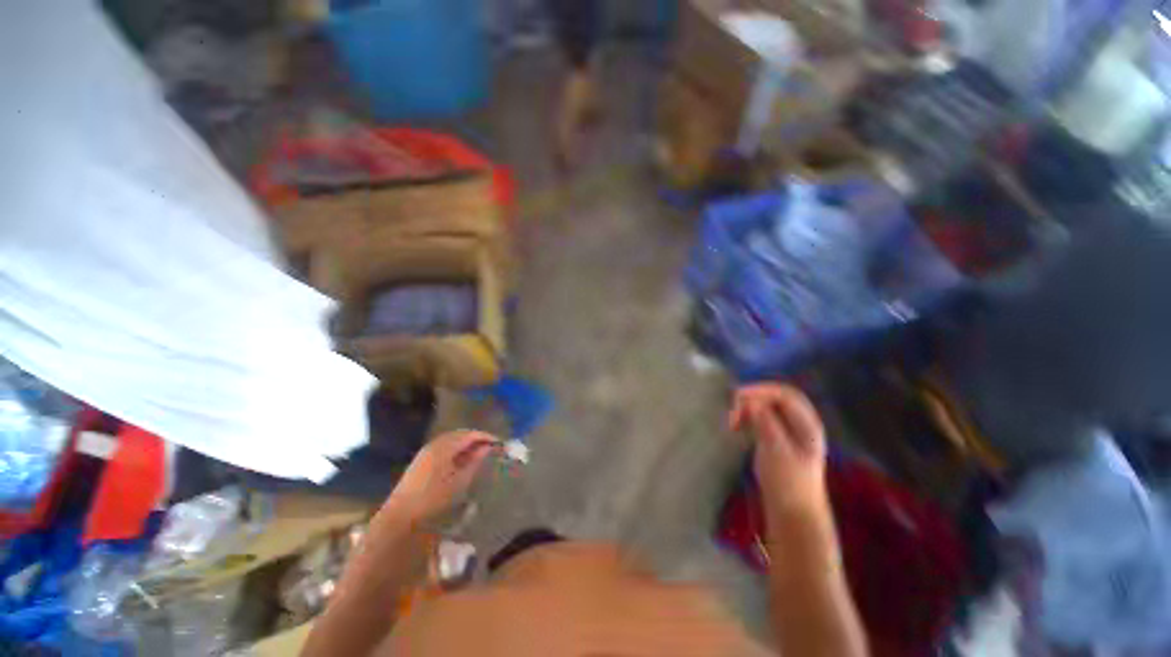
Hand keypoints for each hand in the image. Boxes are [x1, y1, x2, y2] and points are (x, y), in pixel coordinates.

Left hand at [386, 430, 500, 524]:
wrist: (401, 515)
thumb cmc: (434, 498)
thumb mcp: (460, 481)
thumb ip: (475, 461)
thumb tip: (487, 448)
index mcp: (445, 447)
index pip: (470, 435)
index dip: (485, 437)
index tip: (498, 443)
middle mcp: (435, 444)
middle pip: (460, 434)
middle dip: (476, 438)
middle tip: (490, 446)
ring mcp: (426, 451)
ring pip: (451, 439)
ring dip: (466, 443)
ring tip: (478, 452)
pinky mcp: (421, 459)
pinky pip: (443, 446)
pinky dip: (455, 448)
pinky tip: (461, 459)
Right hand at [730, 384, 827, 514]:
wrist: (793, 513)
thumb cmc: (788, 483)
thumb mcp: (776, 451)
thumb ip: (765, 423)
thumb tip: (750, 401)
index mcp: (807, 425)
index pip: (785, 395)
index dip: (761, 391)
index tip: (737, 397)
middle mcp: (800, 424)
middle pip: (776, 398)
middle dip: (753, 398)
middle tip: (733, 407)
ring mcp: (789, 431)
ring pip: (767, 407)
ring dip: (748, 408)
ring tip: (733, 420)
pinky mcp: (776, 439)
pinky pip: (762, 418)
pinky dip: (748, 417)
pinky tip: (738, 426)